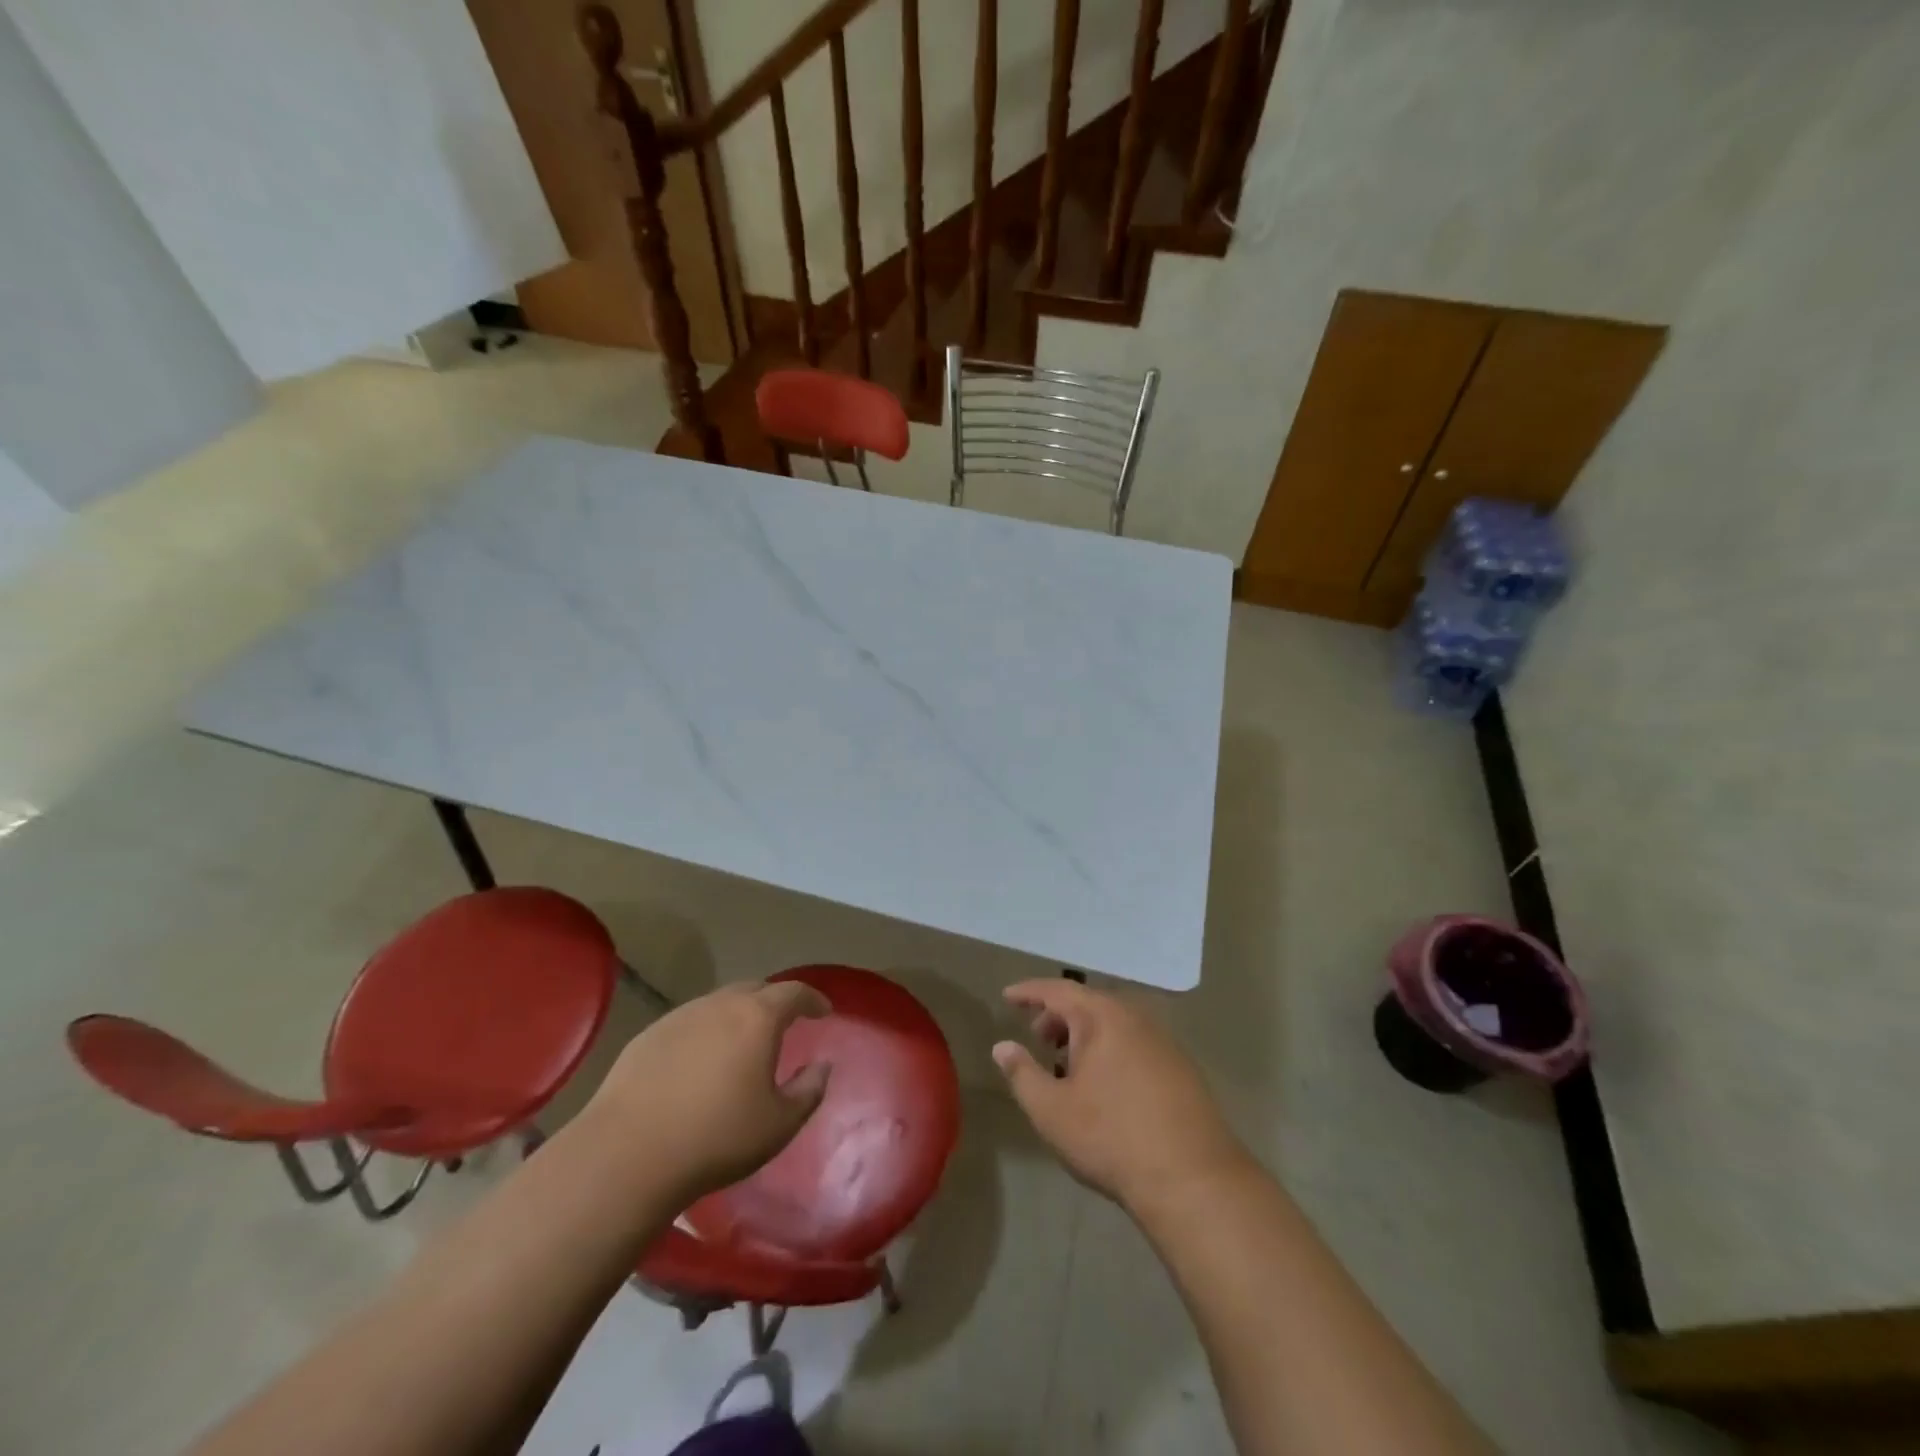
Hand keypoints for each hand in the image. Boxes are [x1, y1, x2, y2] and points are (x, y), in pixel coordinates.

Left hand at [588, 981, 831, 1204]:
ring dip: (737, 1015)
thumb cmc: (716, 1138)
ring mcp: (680, 1016)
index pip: (794, 992)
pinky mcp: (648, 1036)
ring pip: (719, 1003)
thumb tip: (822, 1066)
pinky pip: (689, 1023)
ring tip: (741, 1043)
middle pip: (755, 989)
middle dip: (774, 1002)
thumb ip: (809, 1090)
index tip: (823, 1011)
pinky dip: (705, 1032)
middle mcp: (720, 1005)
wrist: (627, 1155)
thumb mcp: (779, 1124)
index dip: (813, 999)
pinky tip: (699, 1062)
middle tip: (784, 1024)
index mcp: (758, 1018)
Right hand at [993, 979, 1249, 1212]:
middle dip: (1058, 1015)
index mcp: (1102, 1017)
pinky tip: (1104, 1083)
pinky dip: (1110, 1048)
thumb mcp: (1052, 1111)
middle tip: (1037, 1037)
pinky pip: (1134, 1042)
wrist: (1193, 1180)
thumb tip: (1002, 1046)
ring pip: (1113, 1023)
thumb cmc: (1112, 1138)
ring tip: (1066, 1063)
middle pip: (1088, 1003)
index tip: (1007, 996)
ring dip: (1085, 1034)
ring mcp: (1163, 1041)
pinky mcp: (1181, 1067)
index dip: (1029, 992)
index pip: (1057, 990)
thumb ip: (1022, 1074)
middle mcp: (1135, 1017)